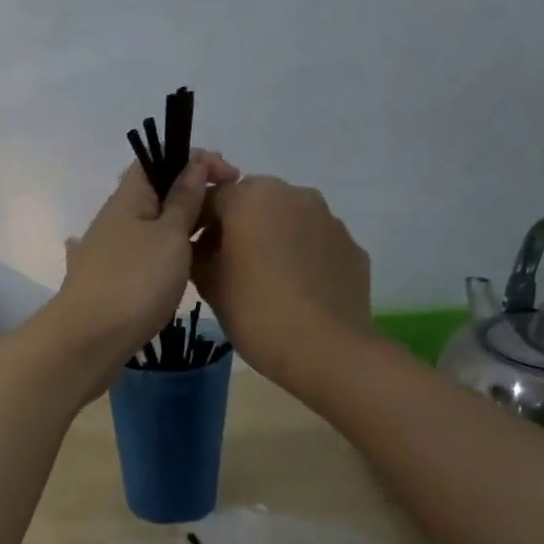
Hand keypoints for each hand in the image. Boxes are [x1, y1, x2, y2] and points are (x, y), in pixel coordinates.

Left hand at [48, 149, 238, 388]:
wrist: (89, 340)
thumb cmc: (135, 282)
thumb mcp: (170, 236)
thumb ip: (183, 201)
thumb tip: (191, 166)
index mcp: (127, 198)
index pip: (158, 159)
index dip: (195, 159)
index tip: (231, 177)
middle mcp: (114, 219)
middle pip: (155, 193)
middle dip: (191, 194)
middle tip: (225, 212)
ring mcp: (108, 251)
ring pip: (150, 226)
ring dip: (179, 227)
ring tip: (209, 241)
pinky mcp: (110, 281)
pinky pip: (143, 255)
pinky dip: (164, 254)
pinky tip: (177, 267)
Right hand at [192, 175, 373, 388]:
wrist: (324, 348)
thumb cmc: (255, 312)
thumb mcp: (209, 285)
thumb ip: (198, 256)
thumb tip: (202, 250)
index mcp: (251, 198)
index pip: (212, 197)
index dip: (198, 224)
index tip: (192, 253)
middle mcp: (293, 195)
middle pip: (253, 202)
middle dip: (237, 226)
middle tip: (226, 264)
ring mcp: (328, 218)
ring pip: (287, 220)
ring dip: (271, 238)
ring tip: (263, 279)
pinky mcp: (351, 245)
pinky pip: (315, 242)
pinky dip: (300, 256)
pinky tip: (294, 290)